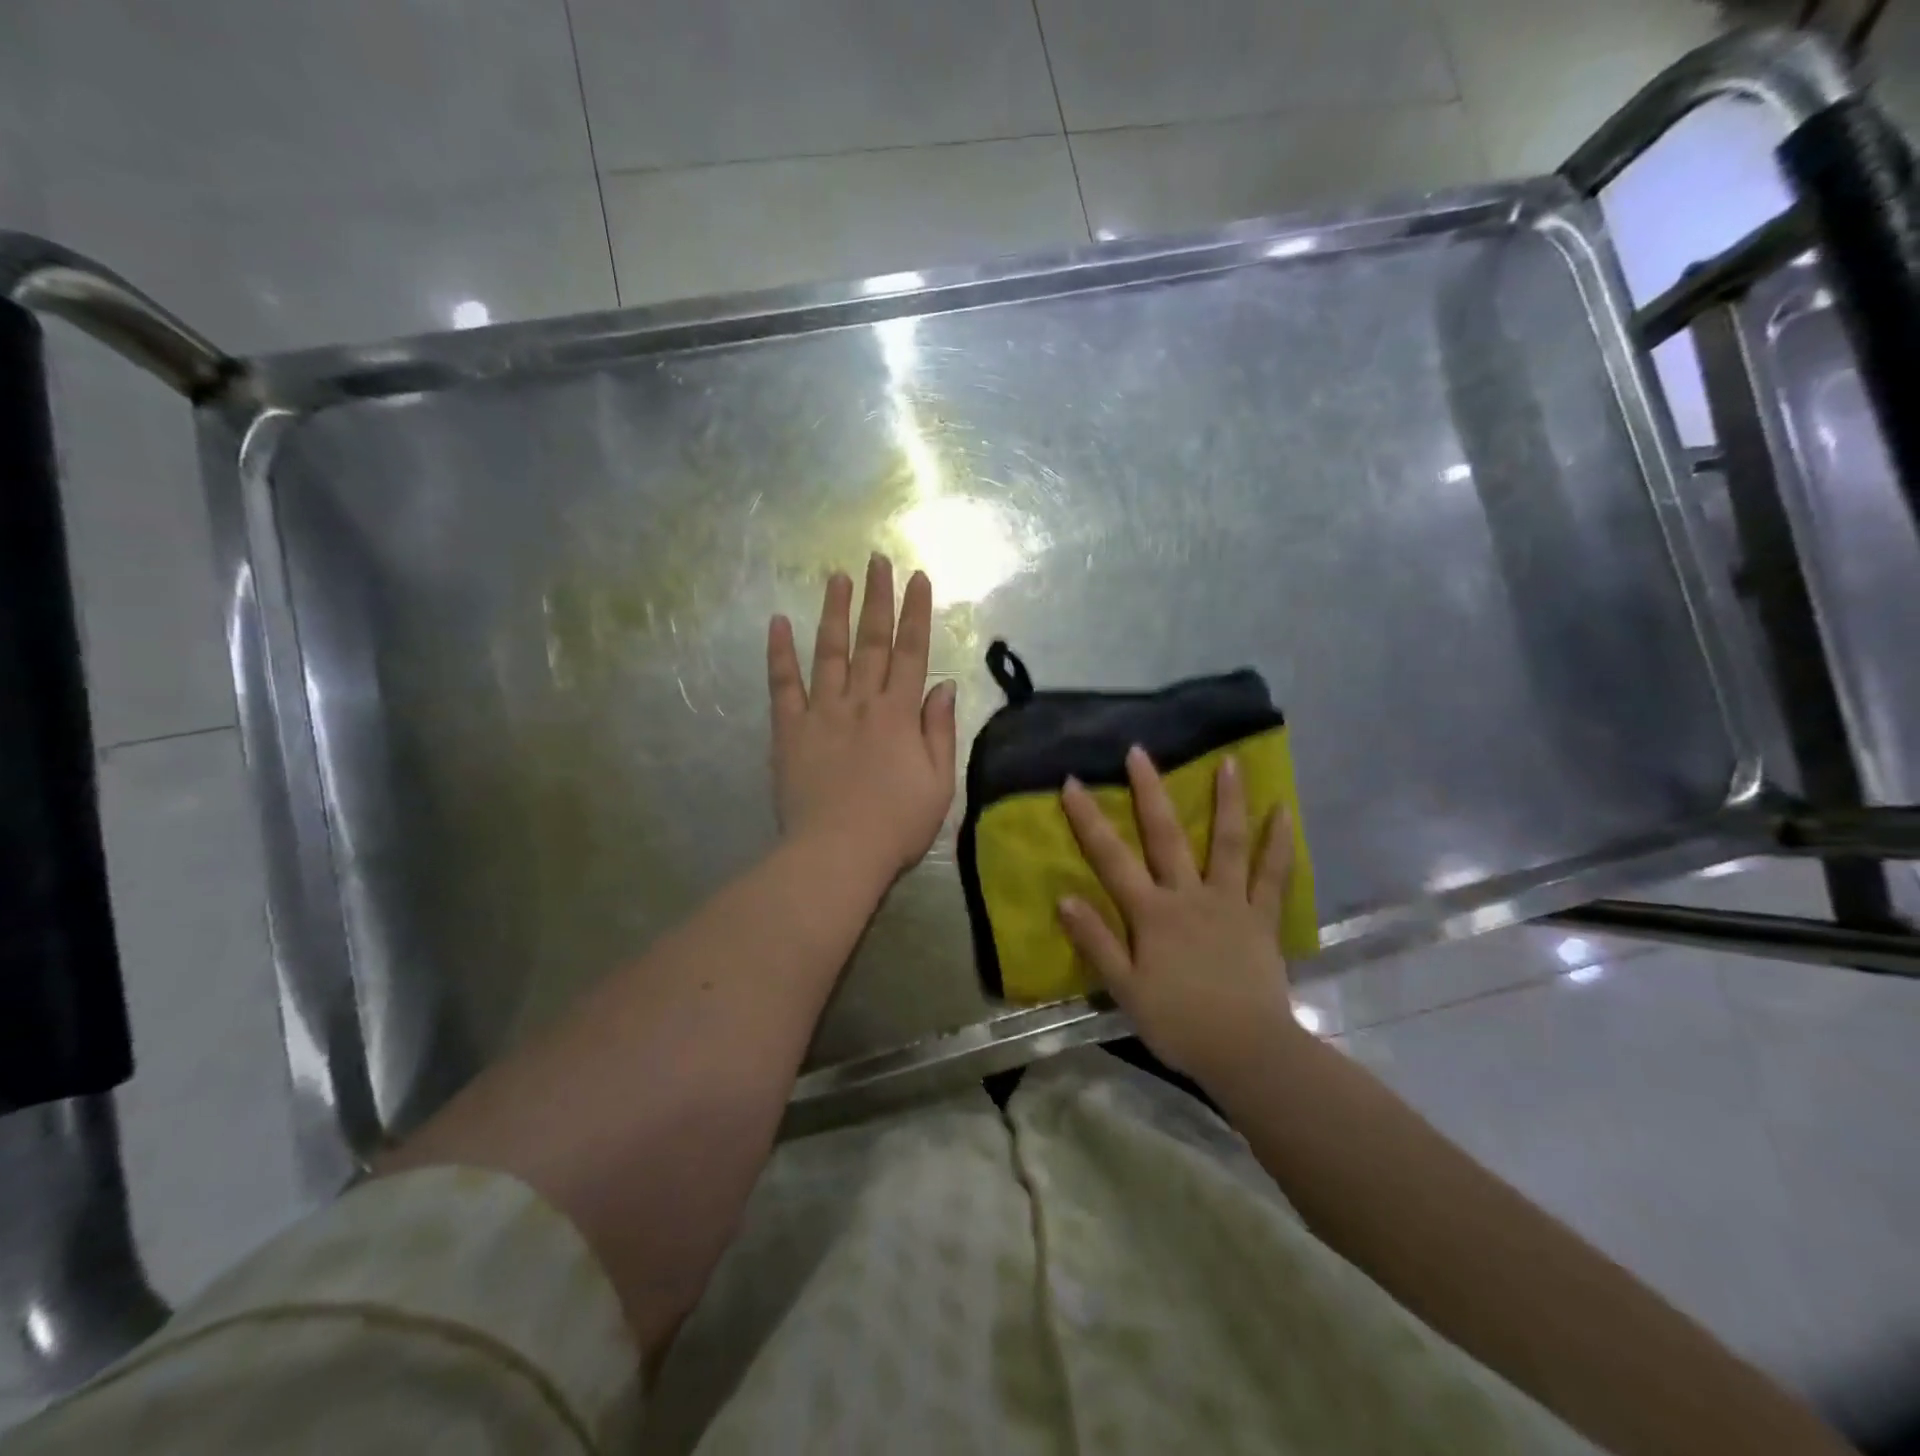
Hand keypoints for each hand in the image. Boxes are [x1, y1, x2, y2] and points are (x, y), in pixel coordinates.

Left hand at [767, 555, 957, 884]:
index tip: (918, 578)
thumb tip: (942, 686)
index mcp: (899, 715)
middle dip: (876, 598)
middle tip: (876, 560)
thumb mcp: (939, 783)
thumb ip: (939, 731)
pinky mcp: (788, 731)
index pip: (911, 652)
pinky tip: (778, 623)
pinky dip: (780, 653)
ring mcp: (821, 713)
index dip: (916, 613)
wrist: (837, 855)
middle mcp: (860, 703)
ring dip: (834, 612)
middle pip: (871, 642)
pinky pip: (782, 686)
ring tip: (836, 577)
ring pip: (829, 652)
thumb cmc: (896, 825)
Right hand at [1058, 746, 1302, 1078]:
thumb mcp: (1124, 988)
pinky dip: (1279, 844)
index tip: (1074, 782)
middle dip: (1150, 791)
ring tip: (1231, 762)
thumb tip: (1064, 896)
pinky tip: (1284, 813)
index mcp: (1152, 914)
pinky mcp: (1262, 920)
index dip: (1089, 819)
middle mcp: (1189, 896)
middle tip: (1141, 751)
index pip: (1111, 858)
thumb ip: (1096, 941)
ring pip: (1228, 844)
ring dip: (1228, 801)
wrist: (1246, 1052)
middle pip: (1166, 836)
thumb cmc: (1178, 1023)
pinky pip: (1273, 877)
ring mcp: (1230, 903)